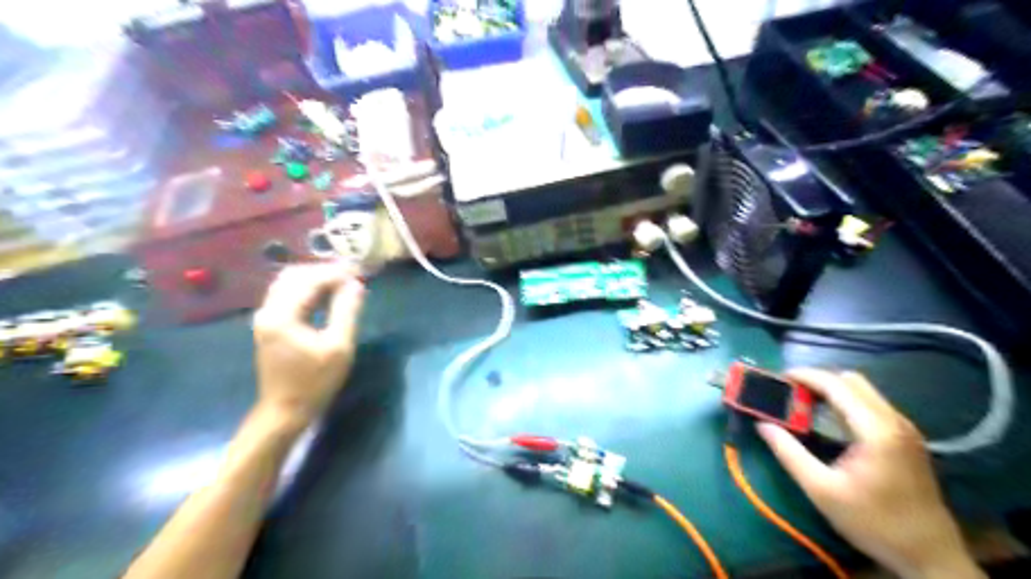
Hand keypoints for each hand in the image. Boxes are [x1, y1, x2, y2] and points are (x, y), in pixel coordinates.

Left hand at [254, 264, 366, 431]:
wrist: (285, 411)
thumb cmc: (315, 382)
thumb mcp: (338, 347)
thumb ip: (346, 312)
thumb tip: (356, 285)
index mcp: (282, 315)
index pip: (310, 280)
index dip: (336, 273)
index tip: (360, 272)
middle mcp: (268, 311)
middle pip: (295, 276)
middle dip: (325, 272)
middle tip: (352, 276)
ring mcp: (266, 318)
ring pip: (290, 285)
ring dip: (316, 280)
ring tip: (344, 284)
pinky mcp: (270, 326)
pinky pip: (288, 297)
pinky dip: (309, 291)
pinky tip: (328, 297)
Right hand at [756, 370, 981, 578]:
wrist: (931, 557)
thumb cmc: (873, 523)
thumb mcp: (821, 490)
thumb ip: (788, 453)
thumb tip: (762, 425)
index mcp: (876, 430)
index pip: (836, 385)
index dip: (805, 376)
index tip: (778, 378)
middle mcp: (894, 421)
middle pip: (852, 381)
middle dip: (817, 380)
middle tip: (789, 392)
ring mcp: (905, 429)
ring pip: (864, 390)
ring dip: (832, 389)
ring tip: (804, 403)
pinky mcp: (907, 439)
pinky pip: (872, 404)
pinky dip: (846, 401)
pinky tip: (829, 419)